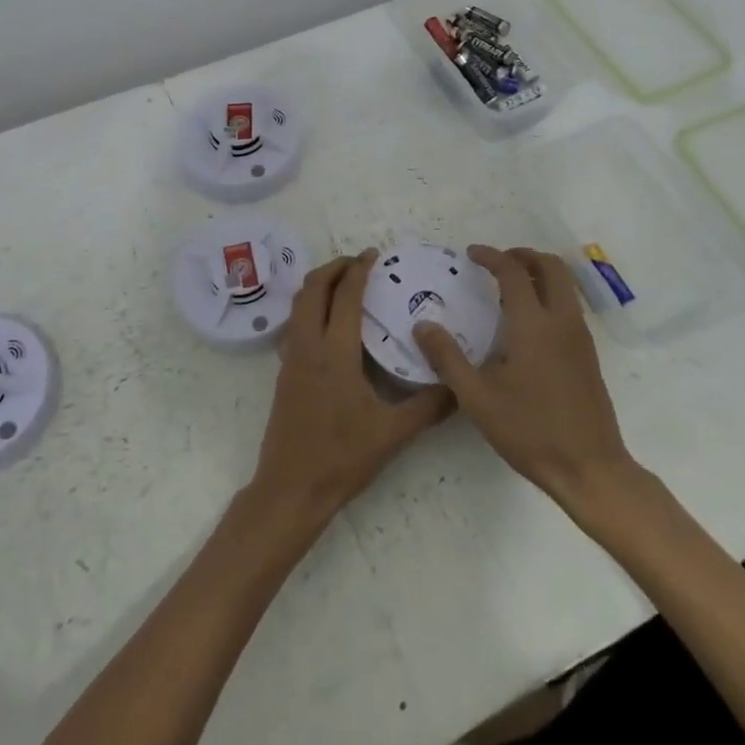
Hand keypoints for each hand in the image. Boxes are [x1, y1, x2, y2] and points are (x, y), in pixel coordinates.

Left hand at [248, 251, 452, 526]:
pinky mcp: (284, 374)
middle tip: (359, 262)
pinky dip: (310, 308)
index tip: (374, 255)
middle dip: (333, 268)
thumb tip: (460, 386)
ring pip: (298, 306)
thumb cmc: (341, 459)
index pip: (345, 298)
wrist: (290, 490)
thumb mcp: (392, 434)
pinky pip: (294, 325)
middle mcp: (308, 348)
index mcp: (334, 355)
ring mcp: (291, 360)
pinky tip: (330, 324)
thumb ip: (429, 407)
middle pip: (312, 290)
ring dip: (318, 285)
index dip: (358, 270)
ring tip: (344, 284)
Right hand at [414, 246, 637, 506]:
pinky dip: (550, 294)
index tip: (470, 254)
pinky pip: (569, 305)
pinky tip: (527, 322)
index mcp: (534, 325)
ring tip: (509, 287)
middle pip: (551, 266)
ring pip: (565, 284)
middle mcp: (562, 321)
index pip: (513, 272)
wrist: (590, 468)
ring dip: (539, 273)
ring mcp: (581, 337)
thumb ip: (448, 358)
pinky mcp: (588, 354)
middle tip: (496, 262)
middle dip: (523, 255)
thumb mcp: (478, 398)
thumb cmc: (530, 431)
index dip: (491, 256)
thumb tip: (422, 325)